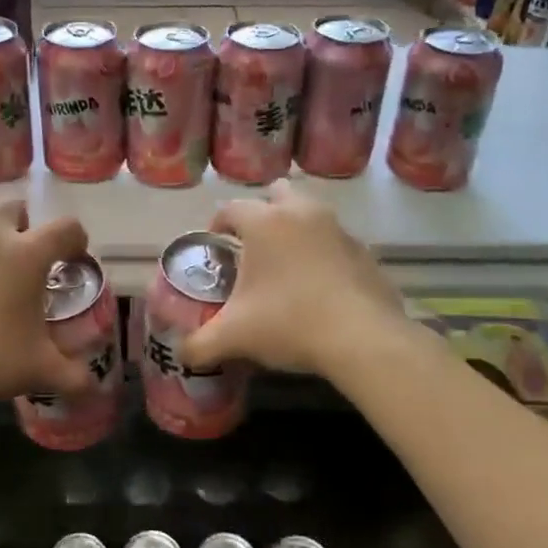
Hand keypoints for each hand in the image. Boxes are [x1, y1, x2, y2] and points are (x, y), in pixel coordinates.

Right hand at [180, 181, 406, 379]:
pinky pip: (336, 241)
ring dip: (295, 229)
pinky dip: (324, 253)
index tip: (215, 246)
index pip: (231, 208)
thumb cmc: (289, 323)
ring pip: (310, 213)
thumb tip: (182, 354)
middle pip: (277, 193)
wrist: (362, 338)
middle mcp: (302, 213)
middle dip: (263, 211)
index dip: (217, 224)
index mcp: (265, 222)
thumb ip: (199, 344)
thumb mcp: (234, 337)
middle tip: (253, 246)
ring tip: (286, 266)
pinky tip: (319, 287)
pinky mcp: (365, 251)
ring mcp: (339, 229)